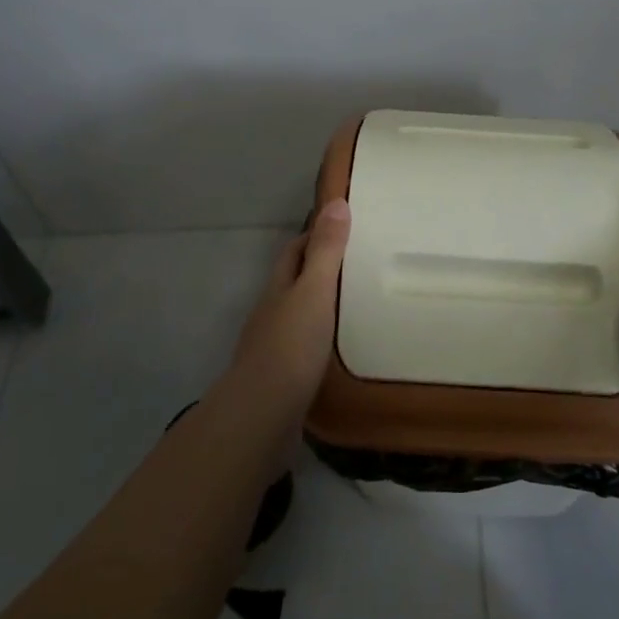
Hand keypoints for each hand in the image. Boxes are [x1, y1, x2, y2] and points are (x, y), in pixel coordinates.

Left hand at [230, 199, 351, 398]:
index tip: (343, 228)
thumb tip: (336, 201)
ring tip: (357, 305)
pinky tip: (340, 349)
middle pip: (293, 283)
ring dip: (320, 308)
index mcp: (279, 289)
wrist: (261, 417)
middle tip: (357, 265)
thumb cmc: (291, 346)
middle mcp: (271, 314)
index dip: (314, 236)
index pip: (294, 251)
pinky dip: (321, 341)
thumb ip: (327, 250)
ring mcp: (272, 349)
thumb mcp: (315, 291)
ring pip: (298, 317)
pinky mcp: (280, 381)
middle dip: (317, 270)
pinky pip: (303, 350)